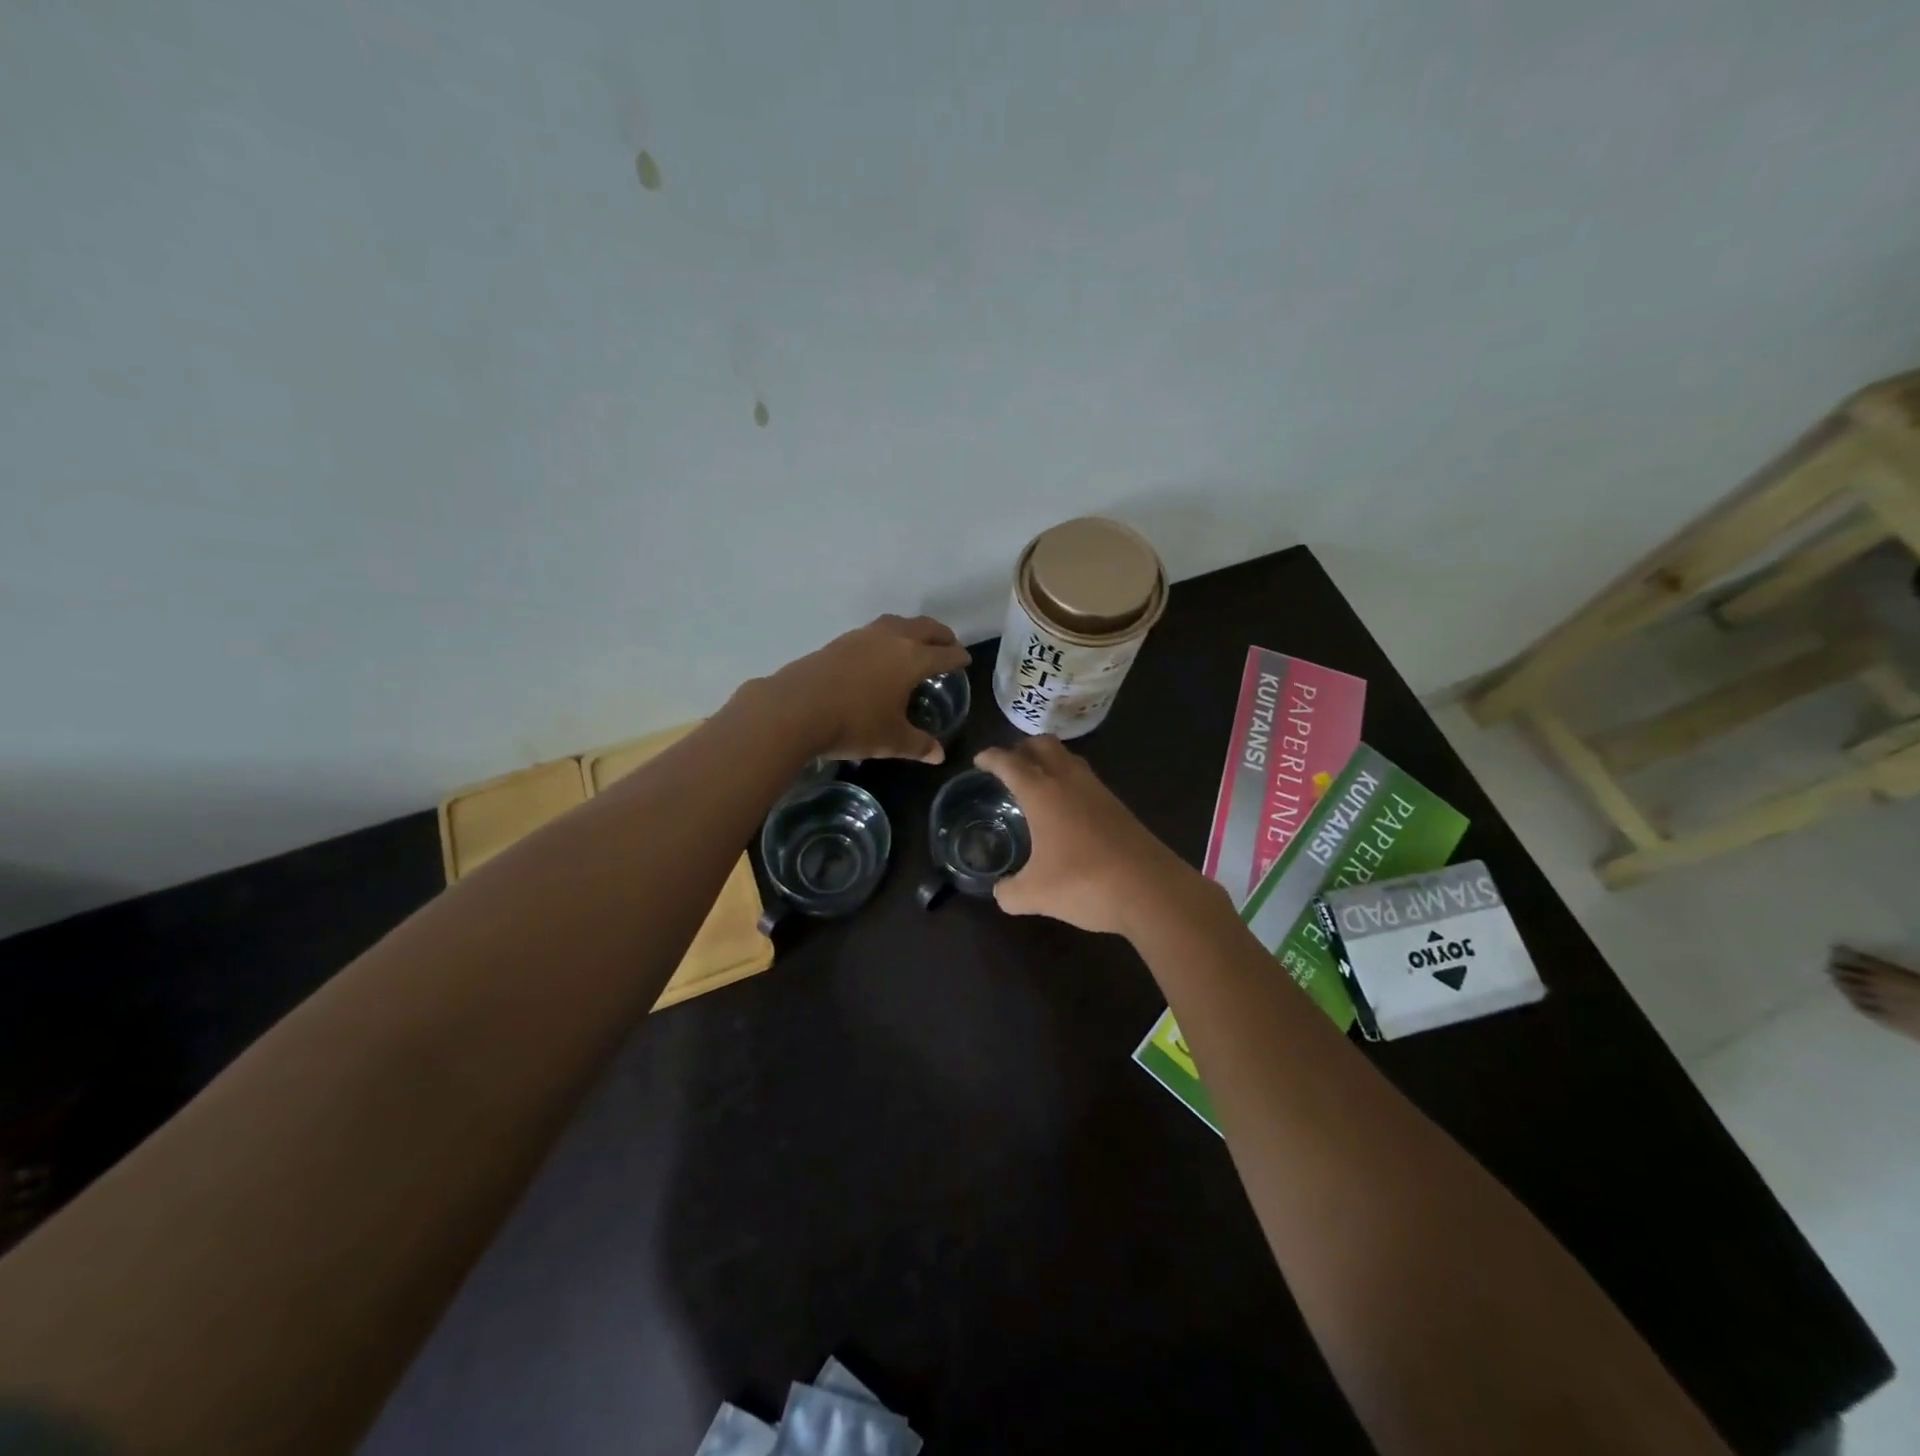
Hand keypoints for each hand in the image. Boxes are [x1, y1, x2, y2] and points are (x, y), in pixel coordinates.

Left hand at [768, 615, 970, 763]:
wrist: (796, 708)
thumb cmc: (853, 724)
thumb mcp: (891, 740)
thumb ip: (918, 744)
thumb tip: (939, 755)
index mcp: (913, 659)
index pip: (945, 654)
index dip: (958, 657)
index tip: (965, 661)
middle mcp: (892, 639)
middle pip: (925, 628)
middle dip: (940, 635)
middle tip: (948, 644)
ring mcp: (863, 636)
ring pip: (898, 623)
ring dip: (912, 629)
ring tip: (915, 642)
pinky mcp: (840, 641)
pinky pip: (874, 631)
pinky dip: (887, 636)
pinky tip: (879, 653)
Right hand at [974, 736, 1206, 936]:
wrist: (1151, 890)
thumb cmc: (1085, 883)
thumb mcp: (1035, 895)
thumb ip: (1009, 892)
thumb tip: (1000, 892)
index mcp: (1042, 792)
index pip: (1010, 762)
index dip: (991, 758)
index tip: (980, 760)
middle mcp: (1070, 781)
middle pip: (1043, 745)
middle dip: (1022, 748)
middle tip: (1008, 765)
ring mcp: (1098, 791)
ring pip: (1069, 759)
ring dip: (1049, 761)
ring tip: (1035, 782)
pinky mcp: (1118, 807)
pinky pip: (1085, 779)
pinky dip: (1068, 780)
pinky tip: (1066, 809)